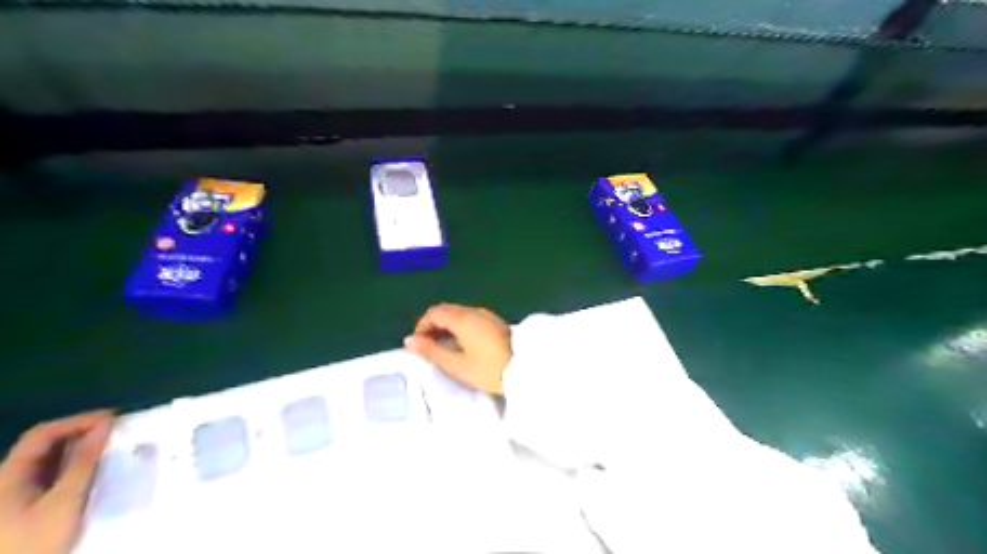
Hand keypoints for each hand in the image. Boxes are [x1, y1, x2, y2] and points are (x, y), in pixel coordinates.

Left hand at [1, 409, 112, 553]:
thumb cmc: (35, 539)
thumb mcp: (66, 500)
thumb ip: (84, 461)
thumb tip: (105, 426)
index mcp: (7, 475)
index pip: (42, 434)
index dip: (77, 421)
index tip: (112, 418)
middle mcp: (6, 481)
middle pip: (43, 447)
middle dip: (80, 434)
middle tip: (116, 431)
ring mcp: (12, 496)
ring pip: (48, 462)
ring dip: (79, 451)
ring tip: (111, 447)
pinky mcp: (22, 509)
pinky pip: (49, 477)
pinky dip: (73, 468)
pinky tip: (93, 471)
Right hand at [405, 303, 513, 392]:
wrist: (525, 370)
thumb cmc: (488, 369)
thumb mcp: (456, 365)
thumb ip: (431, 351)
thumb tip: (409, 341)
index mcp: (463, 319)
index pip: (434, 313)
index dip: (422, 326)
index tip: (418, 344)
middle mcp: (474, 312)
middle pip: (447, 310)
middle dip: (433, 325)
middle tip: (428, 346)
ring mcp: (487, 316)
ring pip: (459, 314)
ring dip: (447, 326)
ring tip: (443, 348)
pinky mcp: (495, 323)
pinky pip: (471, 318)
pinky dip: (460, 327)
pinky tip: (462, 344)